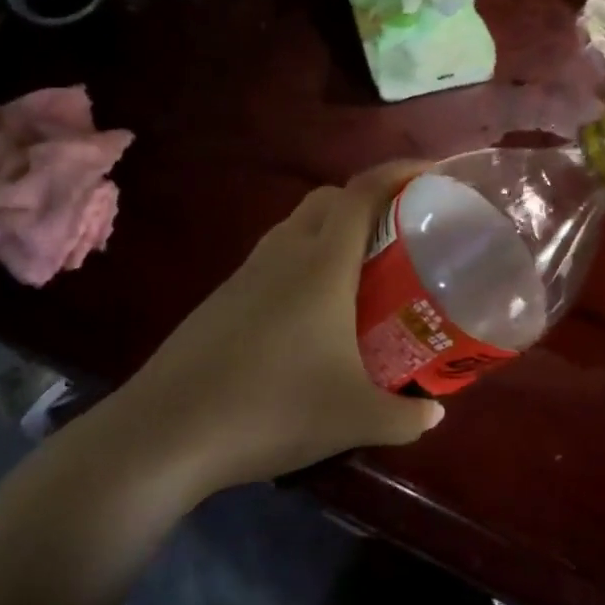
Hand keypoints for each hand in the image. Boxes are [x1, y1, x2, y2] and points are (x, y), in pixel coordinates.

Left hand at [121, 162, 444, 494]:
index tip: (431, 174)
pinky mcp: (221, 298)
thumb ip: (406, 417)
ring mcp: (246, 273)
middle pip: (328, 199)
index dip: (399, 172)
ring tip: (360, 273)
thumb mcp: (355, 419)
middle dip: (367, 200)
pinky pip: (272, 260)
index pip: (363, 193)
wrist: (169, 431)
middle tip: (400, 233)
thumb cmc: (274, 409)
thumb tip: (436, 412)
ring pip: (296, 228)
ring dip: (331, 232)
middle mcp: (283, 254)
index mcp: (322, 264)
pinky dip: (301, 264)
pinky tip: (310, 315)